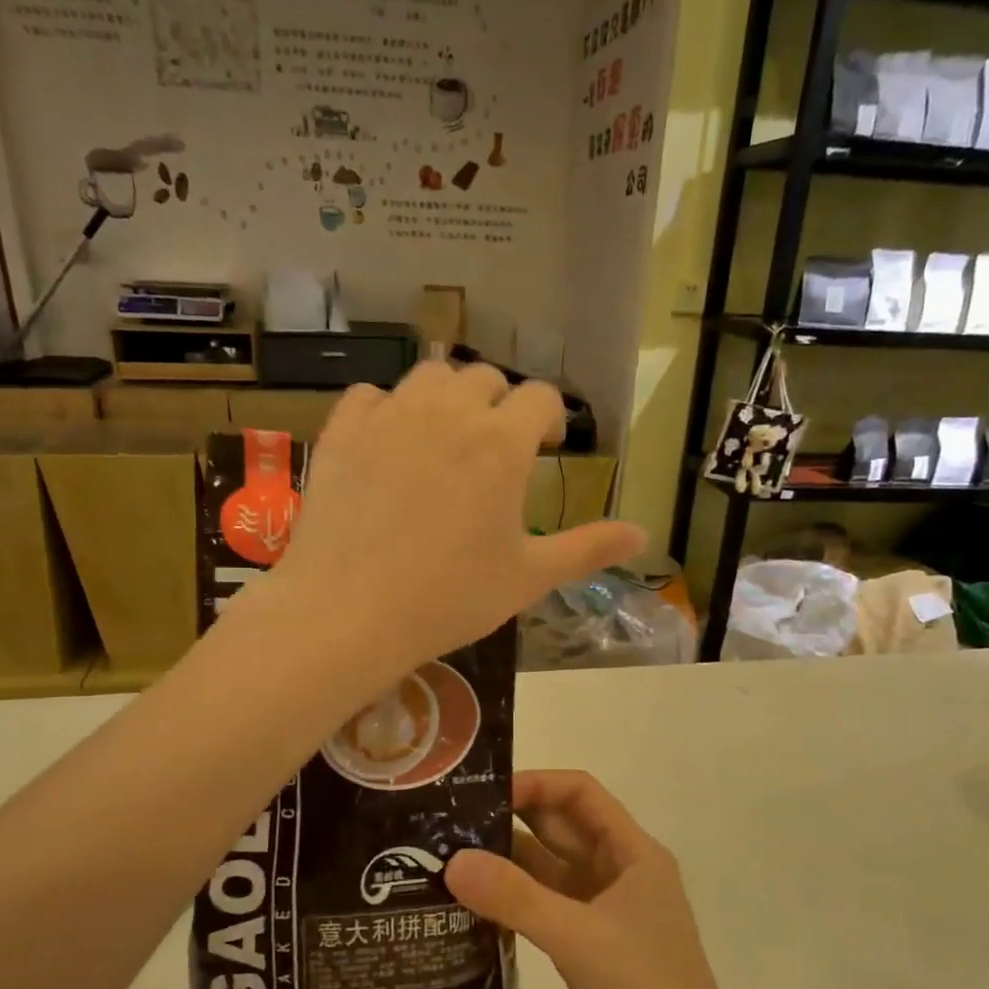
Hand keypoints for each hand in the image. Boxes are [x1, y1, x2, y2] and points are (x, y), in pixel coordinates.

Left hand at [273, 363, 644, 672]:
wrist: (350, 612)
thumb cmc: (449, 597)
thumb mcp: (528, 577)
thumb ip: (587, 549)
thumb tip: (644, 536)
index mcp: (503, 443)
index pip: (541, 398)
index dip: (549, 418)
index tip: (546, 446)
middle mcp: (449, 413)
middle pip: (486, 378)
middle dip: (499, 405)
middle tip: (494, 450)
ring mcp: (391, 416)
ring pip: (430, 376)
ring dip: (447, 397)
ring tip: (444, 439)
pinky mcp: (343, 431)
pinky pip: (371, 396)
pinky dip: (387, 409)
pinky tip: (388, 444)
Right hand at [444, 771, 753, 988]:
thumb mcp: (580, 938)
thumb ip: (517, 898)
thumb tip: (453, 861)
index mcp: (631, 853)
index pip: (580, 794)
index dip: (536, 784)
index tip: (483, 794)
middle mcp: (617, 872)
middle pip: (560, 828)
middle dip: (511, 820)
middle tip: (450, 823)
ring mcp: (601, 911)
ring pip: (547, 870)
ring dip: (506, 863)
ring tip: (448, 860)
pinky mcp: (586, 946)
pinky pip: (542, 908)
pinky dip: (511, 903)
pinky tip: (470, 906)